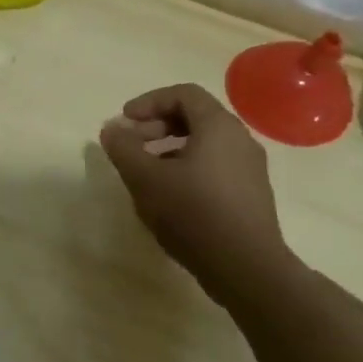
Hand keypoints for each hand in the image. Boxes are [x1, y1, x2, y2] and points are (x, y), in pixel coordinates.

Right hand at [98, 82, 291, 292]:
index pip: (183, 94)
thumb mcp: (145, 178)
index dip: (149, 102)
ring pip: (204, 144)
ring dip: (169, 149)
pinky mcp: (251, 195)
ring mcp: (250, 169)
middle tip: (130, 146)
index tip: (125, 121)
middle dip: (156, 126)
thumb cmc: (193, 213)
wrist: (246, 268)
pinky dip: (187, 168)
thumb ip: (123, 148)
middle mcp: (240, 140)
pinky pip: (215, 167)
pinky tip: (169, 197)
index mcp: (218, 127)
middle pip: (195, 117)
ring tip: (145, 173)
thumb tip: (112, 129)